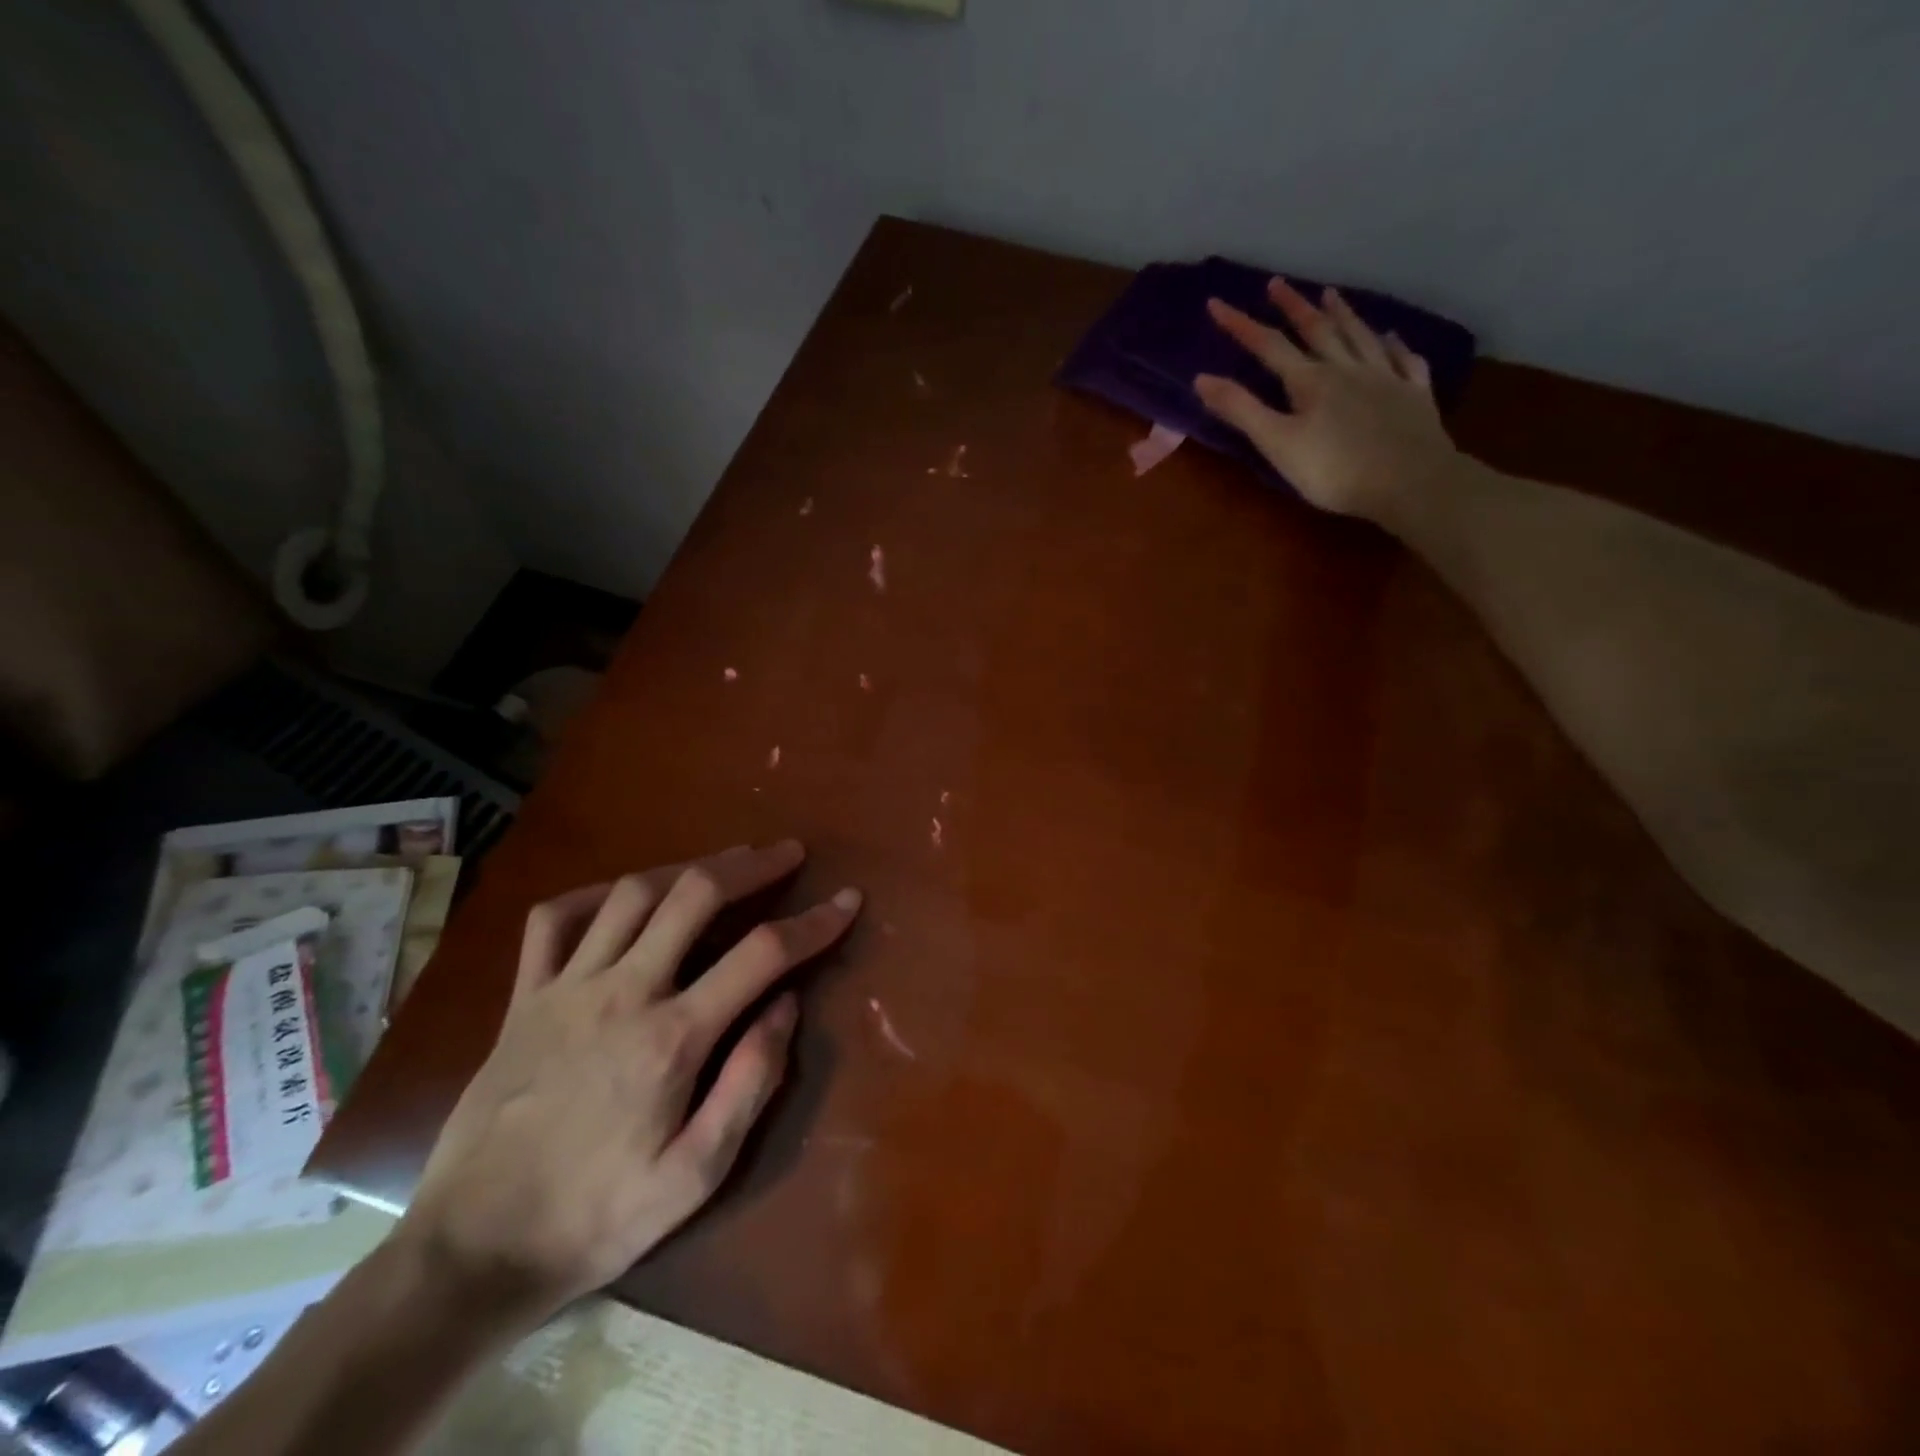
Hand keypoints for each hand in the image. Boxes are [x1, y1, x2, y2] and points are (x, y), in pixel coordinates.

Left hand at [396, 840, 859, 1323]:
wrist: (474, 1251)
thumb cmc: (599, 1216)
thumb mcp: (697, 1175)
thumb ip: (751, 1083)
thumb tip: (788, 1004)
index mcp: (672, 1039)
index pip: (762, 954)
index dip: (813, 922)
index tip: (846, 900)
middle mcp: (622, 994)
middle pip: (696, 896)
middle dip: (752, 865)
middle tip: (787, 853)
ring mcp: (566, 989)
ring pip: (633, 893)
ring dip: (688, 867)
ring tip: (725, 863)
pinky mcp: (524, 998)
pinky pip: (555, 919)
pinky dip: (596, 894)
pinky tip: (625, 896)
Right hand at [1195, 279, 1461, 521]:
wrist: (1409, 481)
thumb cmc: (1334, 470)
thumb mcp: (1278, 444)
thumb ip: (1241, 411)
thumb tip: (1202, 378)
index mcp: (1310, 381)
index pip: (1269, 346)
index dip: (1241, 325)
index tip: (1217, 303)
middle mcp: (1347, 368)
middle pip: (1317, 330)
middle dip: (1293, 306)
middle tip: (1277, 283)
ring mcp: (1385, 377)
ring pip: (1359, 336)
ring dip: (1342, 314)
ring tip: (1330, 294)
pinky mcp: (1413, 395)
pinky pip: (1403, 360)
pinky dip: (1395, 345)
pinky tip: (1391, 337)